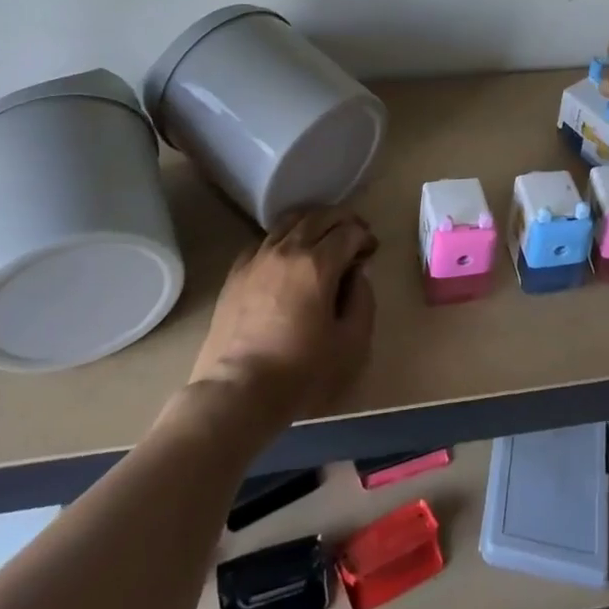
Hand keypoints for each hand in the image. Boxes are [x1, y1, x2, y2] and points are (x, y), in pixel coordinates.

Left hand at [188, 207, 377, 426]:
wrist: (237, 393)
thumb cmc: (301, 373)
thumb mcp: (351, 344)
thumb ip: (363, 301)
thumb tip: (358, 273)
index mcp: (318, 264)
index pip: (348, 232)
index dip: (365, 237)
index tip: (371, 252)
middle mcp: (287, 250)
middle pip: (319, 216)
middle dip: (342, 220)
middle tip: (354, 235)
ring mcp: (258, 258)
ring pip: (289, 221)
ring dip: (312, 222)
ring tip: (322, 238)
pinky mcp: (236, 272)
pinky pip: (264, 240)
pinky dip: (283, 239)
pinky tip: (287, 256)